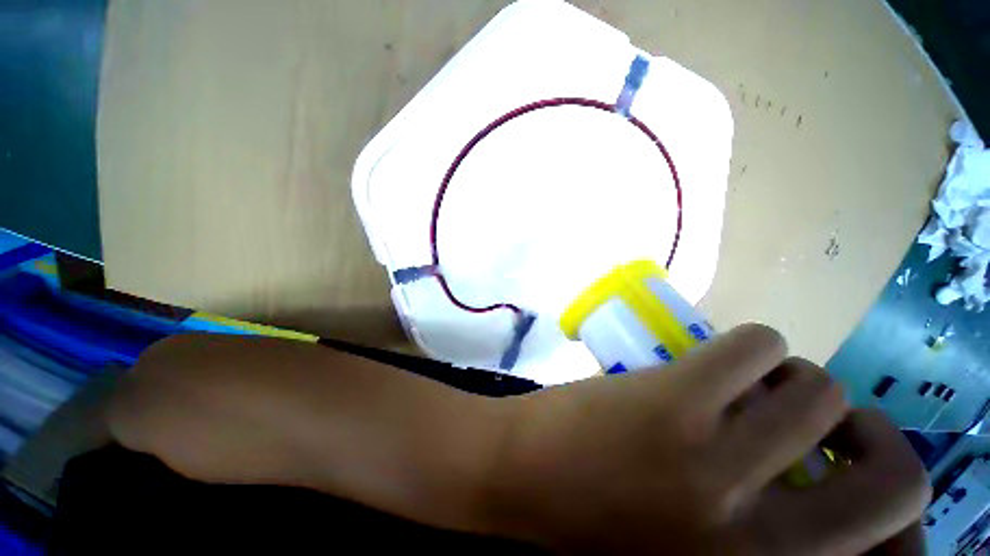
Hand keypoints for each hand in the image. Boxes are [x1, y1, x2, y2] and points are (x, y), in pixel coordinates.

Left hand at [489, 324, 929, 554]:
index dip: (891, 504)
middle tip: (820, 416)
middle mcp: (764, 546)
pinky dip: (752, 345)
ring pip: (818, 391)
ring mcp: (717, 465)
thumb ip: (757, 543)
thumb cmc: (590, 526)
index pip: (890, 549)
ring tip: (751, 381)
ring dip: (793, 378)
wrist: (509, 479)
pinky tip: (718, 357)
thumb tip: (812, 486)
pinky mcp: (671, 402)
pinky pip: (752, 348)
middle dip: (863, 434)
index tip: (856, 471)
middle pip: (894, 475)